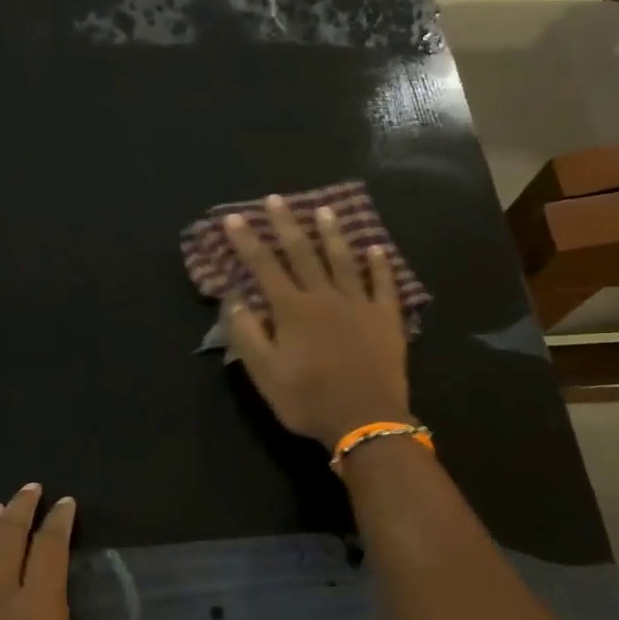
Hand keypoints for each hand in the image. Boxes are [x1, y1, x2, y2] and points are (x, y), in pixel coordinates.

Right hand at [224, 195, 411, 449]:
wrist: (365, 420)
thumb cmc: (307, 399)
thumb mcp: (264, 373)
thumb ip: (247, 333)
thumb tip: (232, 298)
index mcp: (291, 310)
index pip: (263, 267)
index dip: (247, 241)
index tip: (234, 218)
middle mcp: (324, 297)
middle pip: (302, 253)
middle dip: (286, 225)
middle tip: (275, 199)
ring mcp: (358, 304)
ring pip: (343, 260)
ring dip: (332, 234)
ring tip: (325, 210)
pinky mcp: (386, 318)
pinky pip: (383, 284)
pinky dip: (379, 265)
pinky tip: (377, 249)